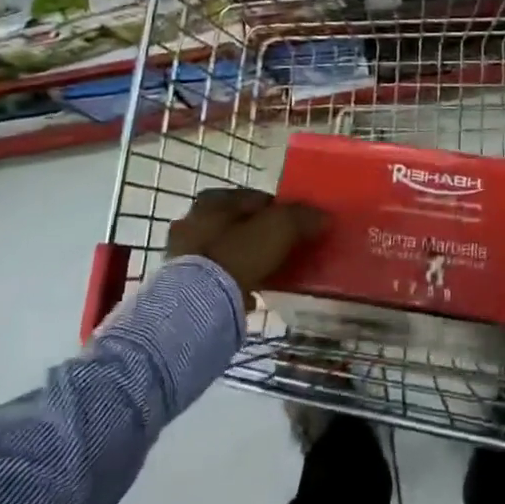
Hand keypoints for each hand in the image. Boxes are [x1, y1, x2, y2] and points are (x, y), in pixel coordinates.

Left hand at [167, 187, 326, 299]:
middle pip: (238, 223)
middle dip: (259, 234)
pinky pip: (214, 276)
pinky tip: (249, 291)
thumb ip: (303, 217)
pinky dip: (232, 280)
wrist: (198, 305)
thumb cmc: (237, 255)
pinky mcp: (180, 284)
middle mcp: (191, 220)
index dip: (281, 210)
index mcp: (212, 200)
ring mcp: (182, 254)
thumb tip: (325, 216)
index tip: (298, 226)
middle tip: (284, 248)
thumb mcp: (279, 228)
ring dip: (245, 257)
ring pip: (225, 249)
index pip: (256, 197)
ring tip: (269, 272)